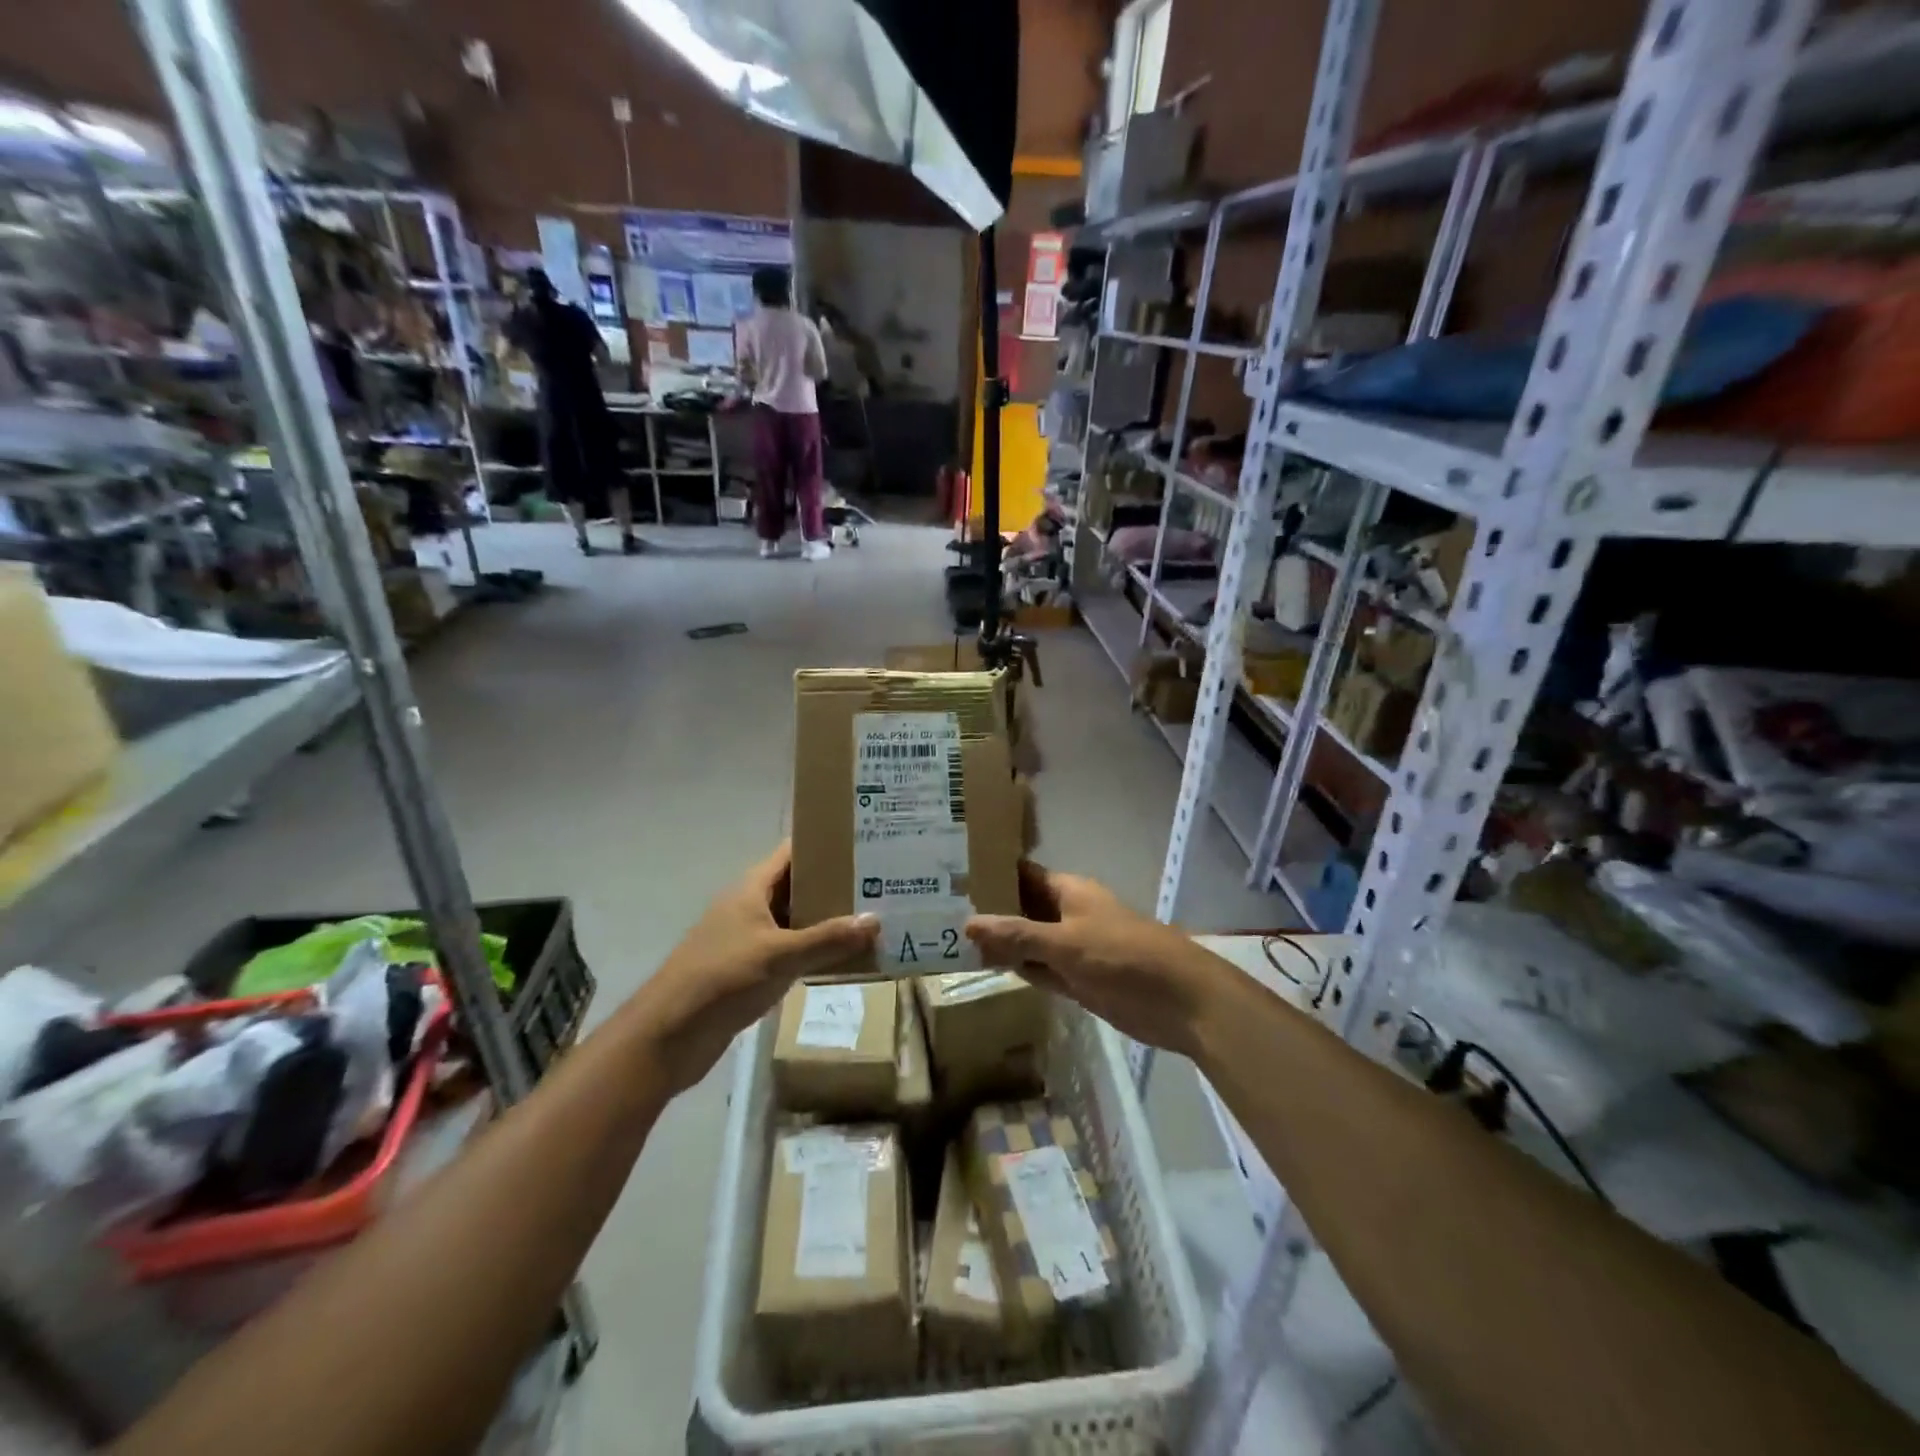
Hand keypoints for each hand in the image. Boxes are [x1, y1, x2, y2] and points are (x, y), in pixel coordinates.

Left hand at [632, 843, 876, 1093]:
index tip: (863, 842)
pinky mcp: (750, 971)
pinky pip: (791, 951)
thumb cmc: (721, 979)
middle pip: (798, 886)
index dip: (824, 844)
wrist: (669, 1036)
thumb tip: (875, 920)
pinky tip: (845, 957)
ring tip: (873, 916)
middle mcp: (750, 907)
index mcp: (751, 889)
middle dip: (834, 884)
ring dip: (827, 920)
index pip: (792, 852)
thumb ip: (827, 939)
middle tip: (880, 882)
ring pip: (796, 921)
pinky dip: (815, 951)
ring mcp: (749, 940)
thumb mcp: (779, 955)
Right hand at [965, 863, 1227, 1061]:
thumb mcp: (1066, 943)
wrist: (1181, 1002)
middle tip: (936, 909)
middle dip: (988, 910)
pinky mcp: (1077, 980)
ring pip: (1027, 941)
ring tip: (947, 936)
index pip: (1021, 874)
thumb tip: (968, 923)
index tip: (949, 872)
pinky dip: (1017, 968)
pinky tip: (984, 967)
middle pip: (1021, 907)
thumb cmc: (1124, 957)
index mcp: (1068, 891)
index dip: (990, 872)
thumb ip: (1018, 936)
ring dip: (1000, 942)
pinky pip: (1039, 969)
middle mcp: (1066, 914)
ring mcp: (1071, 949)